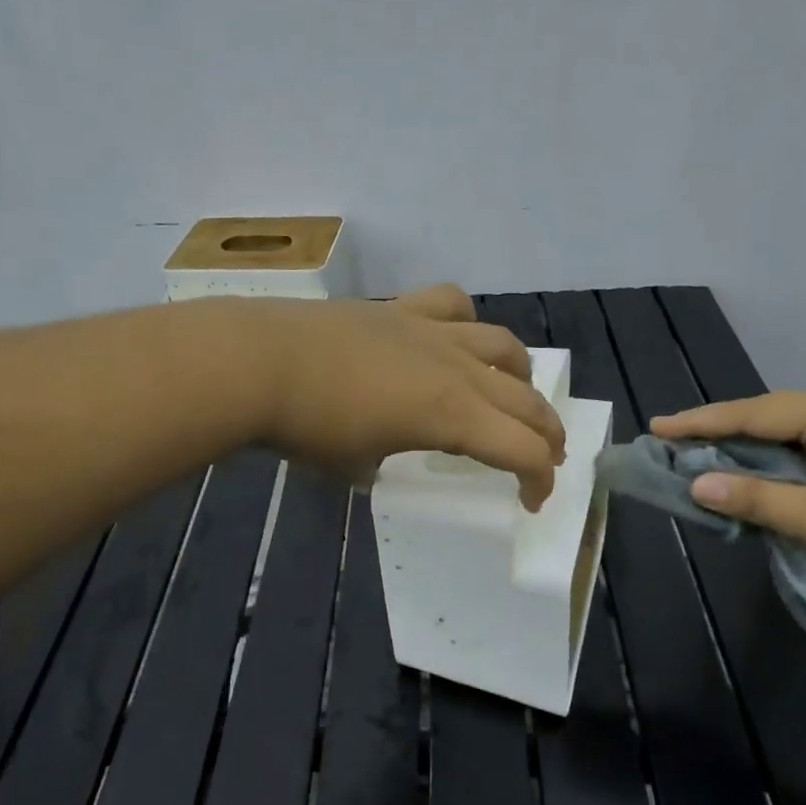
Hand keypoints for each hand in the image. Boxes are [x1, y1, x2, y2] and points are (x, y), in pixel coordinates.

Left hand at [246, 285, 565, 509]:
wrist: (258, 362)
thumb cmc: (306, 427)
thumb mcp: (353, 467)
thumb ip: (380, 464)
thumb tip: (378, 456)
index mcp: (450, 416)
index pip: (520, 450)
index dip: (537, 479)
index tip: (531, 500)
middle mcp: (455, 369)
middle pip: (525, 399)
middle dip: (546, 433)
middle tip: (546, 456)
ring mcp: (429, 331)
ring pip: (503, 345)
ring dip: (521, 375)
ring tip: (516, 392)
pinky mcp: (400, 308)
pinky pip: (452, 304)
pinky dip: (467, 322)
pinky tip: (459, 336)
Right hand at [649, 388, 805, 596]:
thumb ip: (758, 500)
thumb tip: (697, 484)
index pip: (754, 414)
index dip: (701, 423)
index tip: (658, 427)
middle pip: (771, 418)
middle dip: (722, 433)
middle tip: (675, 443)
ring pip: (792, 435)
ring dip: (751, 450)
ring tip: (706, 459)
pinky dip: (779, 463)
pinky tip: (761, 476)